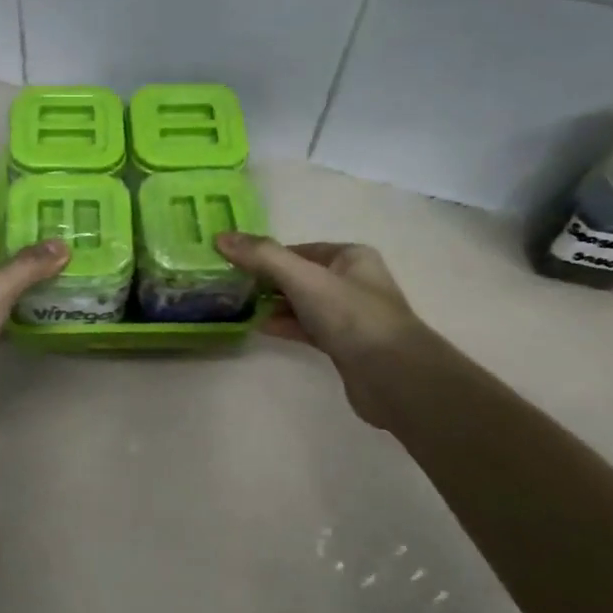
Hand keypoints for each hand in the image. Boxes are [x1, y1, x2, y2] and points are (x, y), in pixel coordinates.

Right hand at [215, 234, 435, 427]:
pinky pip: (305, 328)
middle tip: (228, 286)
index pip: (298, 249)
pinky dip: (282, 325)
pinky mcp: (342, 344)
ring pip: (300, 303)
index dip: (264, 255)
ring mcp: (348, 315)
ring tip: (235, 306)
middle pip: (298, 275)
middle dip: (264, 280)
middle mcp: (351, 281)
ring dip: (271, 304)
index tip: (231, 264)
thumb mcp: (303, 278)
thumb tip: (221, 237)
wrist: (392, 376)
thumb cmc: (351, 316)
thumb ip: (263, 256)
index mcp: (350, 257)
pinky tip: (257, 327)